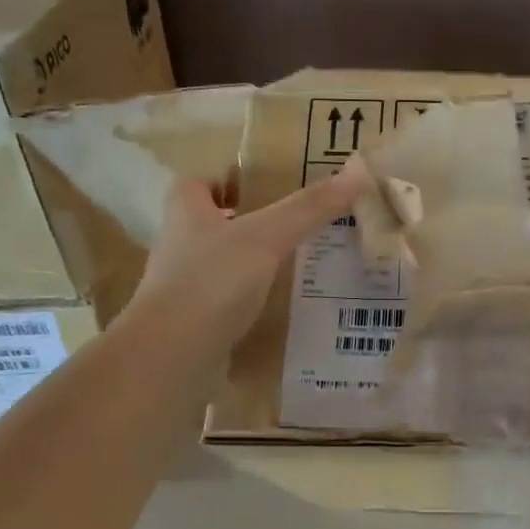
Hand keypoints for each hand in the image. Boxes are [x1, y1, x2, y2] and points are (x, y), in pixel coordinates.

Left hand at [129, 169, 366, 353]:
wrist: (172, 356)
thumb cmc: (212, 281)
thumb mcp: (266, 237)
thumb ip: (309, 208)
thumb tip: (357, 172)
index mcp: (186, 212)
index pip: (198, 183)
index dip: (227, 180)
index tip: (266, 188)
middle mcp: (179, 246)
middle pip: (214, 225)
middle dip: (250, 224)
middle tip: (297, 227)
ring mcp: (184, 289)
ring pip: (223, 266)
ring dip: (253, 265)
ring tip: (300, 267)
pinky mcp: (195, 324)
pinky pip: (228, 305)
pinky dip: (252, 305)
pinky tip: (284, 309)